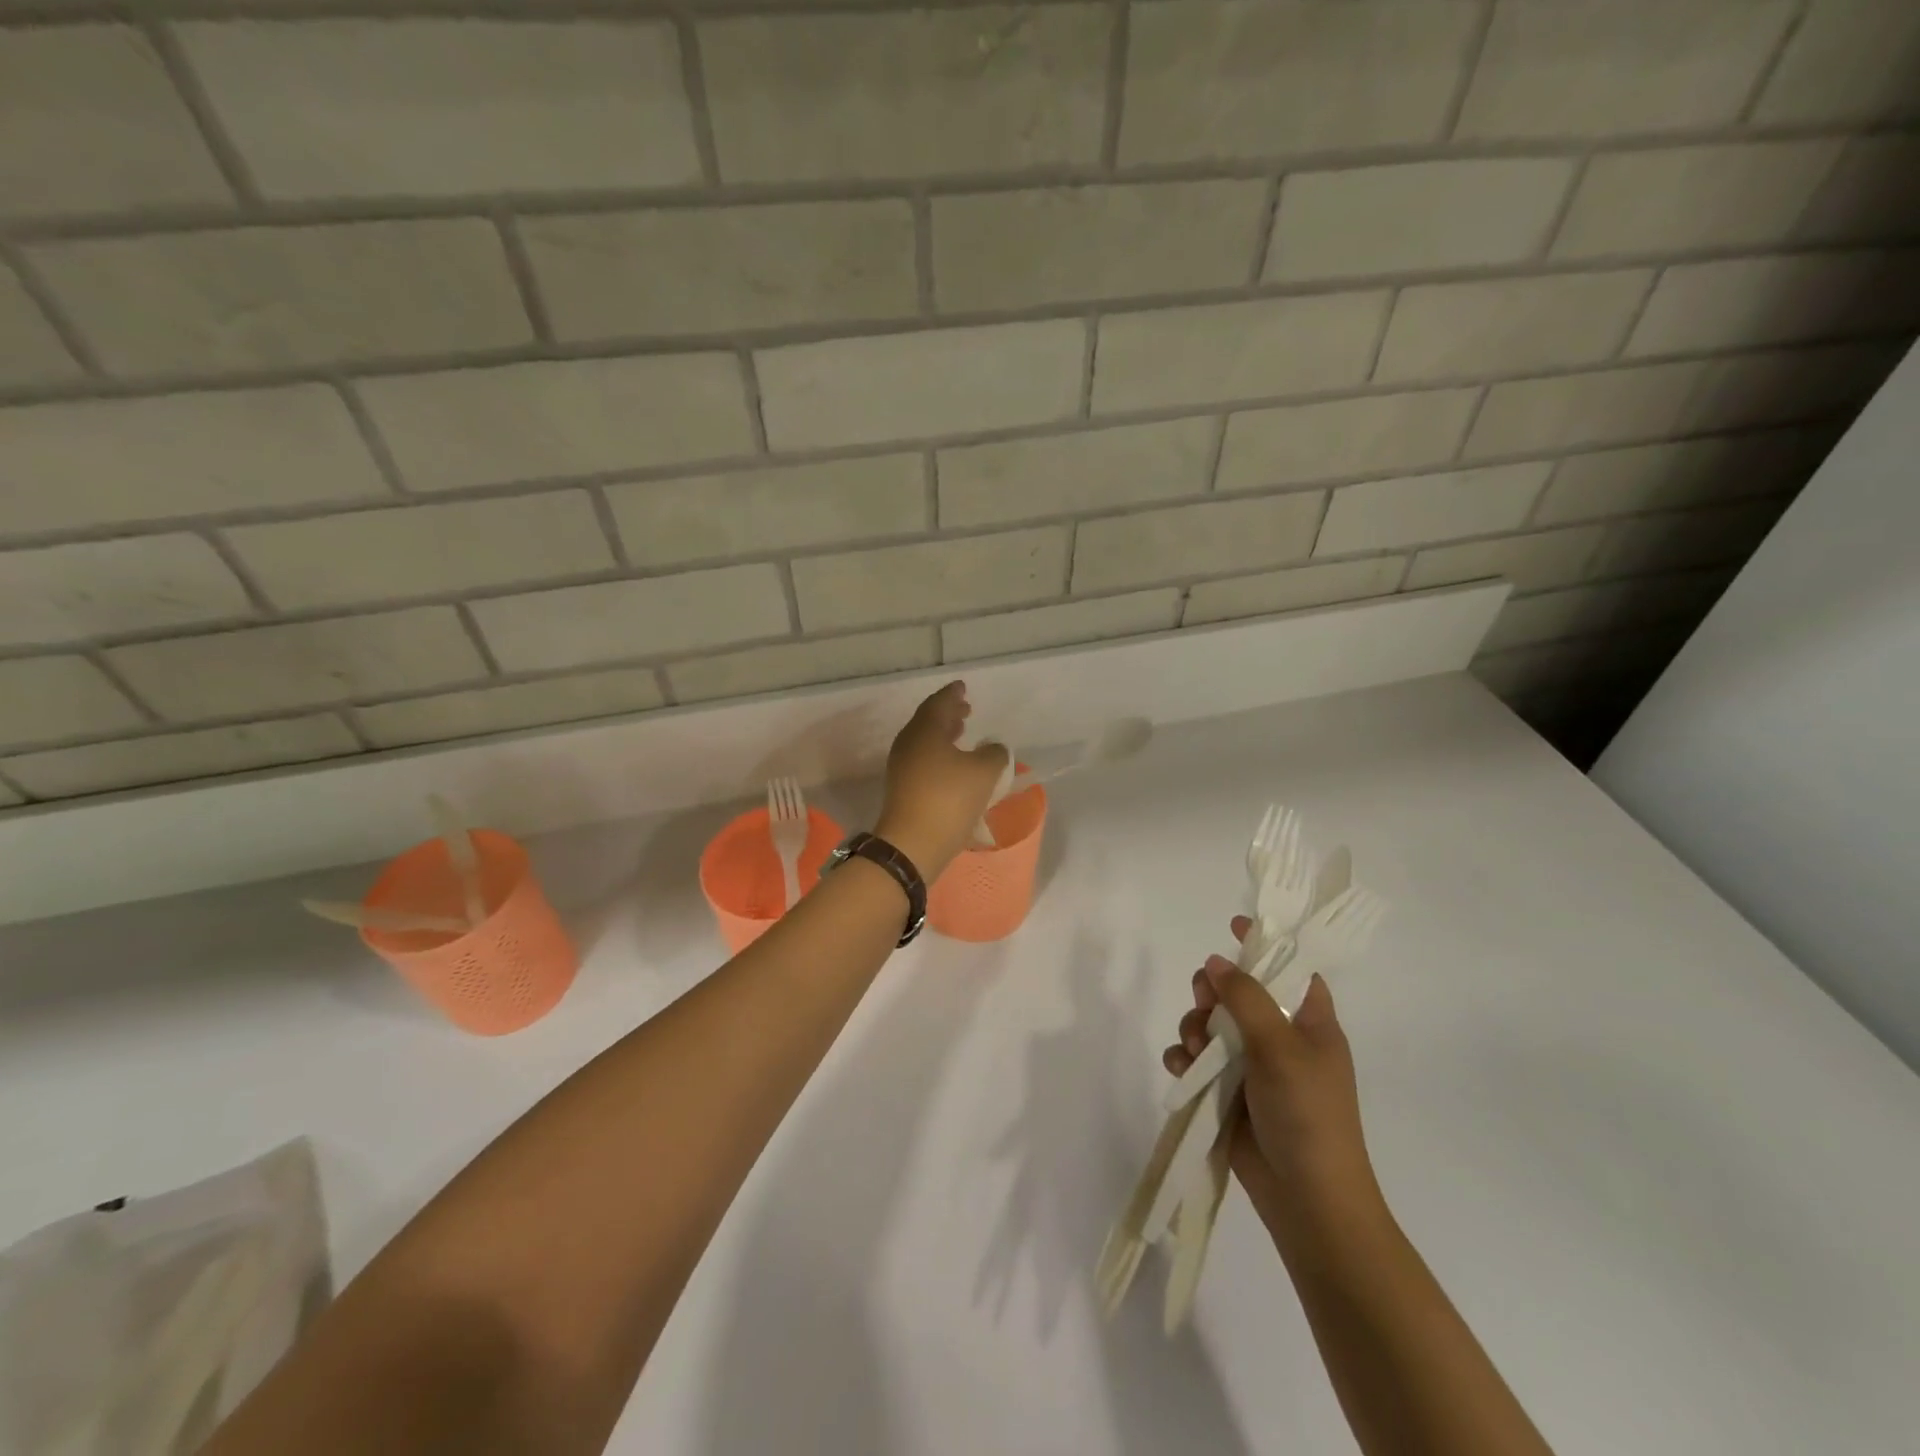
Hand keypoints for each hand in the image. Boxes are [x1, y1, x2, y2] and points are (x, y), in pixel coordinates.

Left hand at [874, 681, 1009, 879]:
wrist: (912, 844)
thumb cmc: (949, 799)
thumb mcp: (985, 772)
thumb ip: (994, 754)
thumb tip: (992, 749)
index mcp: (924, 730)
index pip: (939, 703)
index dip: (952, 694)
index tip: (962, 687)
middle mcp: (909, 744)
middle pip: (928, 721)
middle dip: (948, 714)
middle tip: (965, 709)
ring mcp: (902, 768)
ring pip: (925, 742)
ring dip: (944, 736)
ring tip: (962, 733)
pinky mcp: (903, 790)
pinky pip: (923, 761)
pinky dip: (940, 755)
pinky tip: (954, 765)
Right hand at [1163, 916, 1384, 1237]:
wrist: (1307, 1202)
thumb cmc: (1308, 1115)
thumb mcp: (1281, 1048)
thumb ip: (1246, 998)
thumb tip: (1216, 961)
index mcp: (1310, 1023)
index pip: (1290, 968)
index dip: (1265, 945)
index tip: (1232, 925)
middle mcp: (1281, 1039)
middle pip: (1238, 993)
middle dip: (1212, 993)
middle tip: (1203, 1000)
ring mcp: (1253, 1068)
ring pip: (1211, 1025)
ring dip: (1194, 1028)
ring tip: (1192, 1049)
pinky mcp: (1227, 1094)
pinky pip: (1196, 1061)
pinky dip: (1184, 1059)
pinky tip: (1180, 1068)